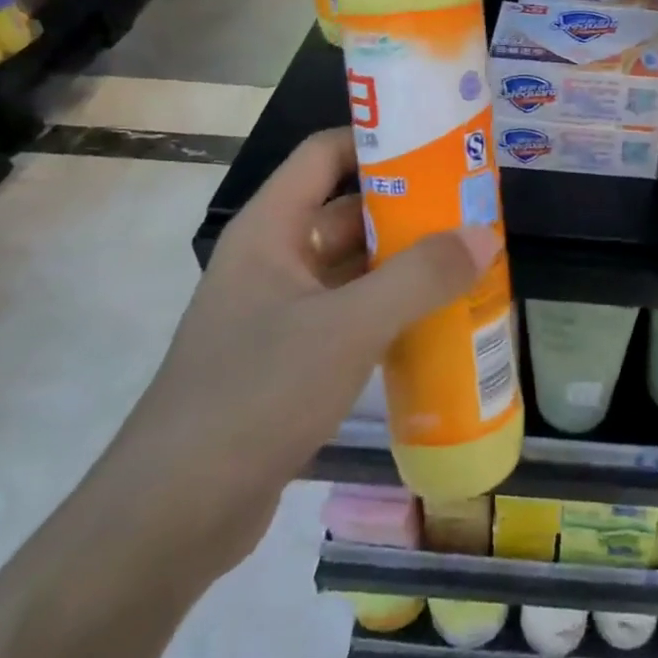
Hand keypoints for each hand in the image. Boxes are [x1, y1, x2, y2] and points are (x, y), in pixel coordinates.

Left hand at [106, 128, 493, 575]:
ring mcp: (282, 311)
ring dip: (406, 261)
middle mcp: (274, 258)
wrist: (172, 518)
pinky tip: (439, 318)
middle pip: (348, 209)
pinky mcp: (292, 358)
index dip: (379, 139)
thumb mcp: (347, 328)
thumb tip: (485, 234)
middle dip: (409, 206)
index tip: (439, 144)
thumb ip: (420, 277)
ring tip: (470, 256)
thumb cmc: (254, 394)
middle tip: (472, 205)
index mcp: (271, 228)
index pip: (326, 153)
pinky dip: (393, 308)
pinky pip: (353, 313)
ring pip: (354, 266)